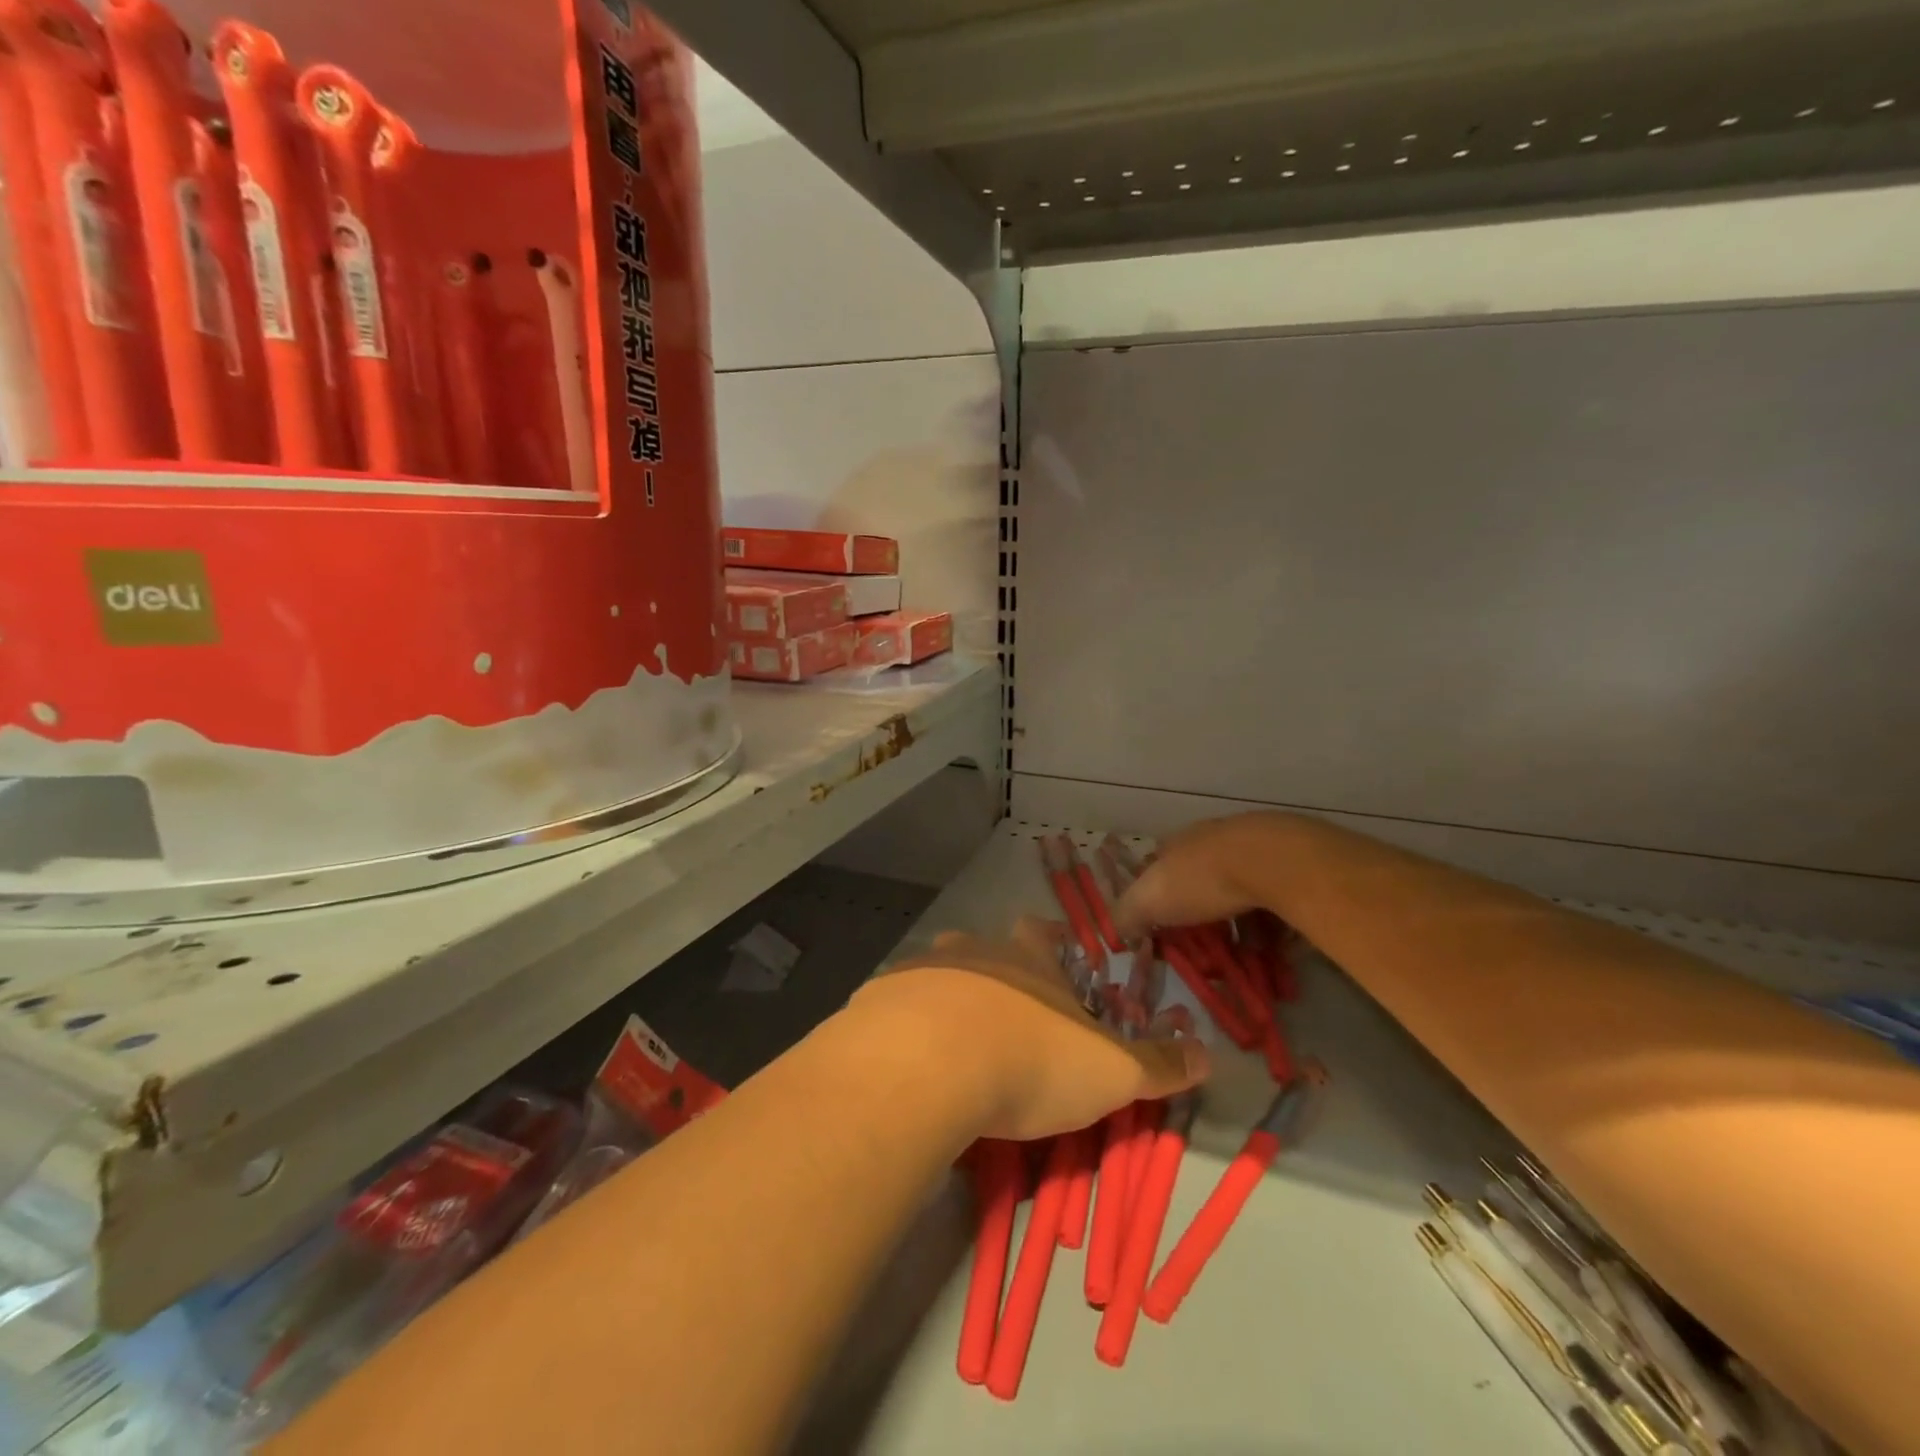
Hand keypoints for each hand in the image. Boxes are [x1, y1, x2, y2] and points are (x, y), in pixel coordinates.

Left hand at [853, 917, 1207, 1142]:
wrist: (927, 1066)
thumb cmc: (1030, 1058)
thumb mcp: (1111, 1072)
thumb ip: (1159, 1064)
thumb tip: (1209, 1055)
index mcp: (1027, 958)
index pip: (1041, 934)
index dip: (1048, 945)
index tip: (1052, 965)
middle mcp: (973, 951)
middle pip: (985, 949)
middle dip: (996, 974)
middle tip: (1005, 1016)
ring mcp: (922, 971)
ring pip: (938, 975)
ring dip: (948, 999)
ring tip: (956, 1042)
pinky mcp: (878, 1000)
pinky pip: (898, 1007)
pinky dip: (908, 1027)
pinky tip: (912, 1062)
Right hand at [1113, 813, 1289, 939]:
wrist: (1271, 860)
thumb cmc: (1201, 879)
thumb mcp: (1149, 901)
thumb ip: (1127, 915)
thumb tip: (1116, 930)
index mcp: (1174, 844)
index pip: (1156, 866)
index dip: (1155, 895)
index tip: (1160, 926)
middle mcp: (1209, 840)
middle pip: (1197, 876)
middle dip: (1198, 908)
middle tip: (1203, 943)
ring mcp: (1249, 847)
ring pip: (1236, 885)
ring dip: (1236, 916)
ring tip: (1243, 951)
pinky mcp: (1285, 861)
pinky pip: (1272, 896)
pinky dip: (1269, 919)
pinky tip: (1275, 943)